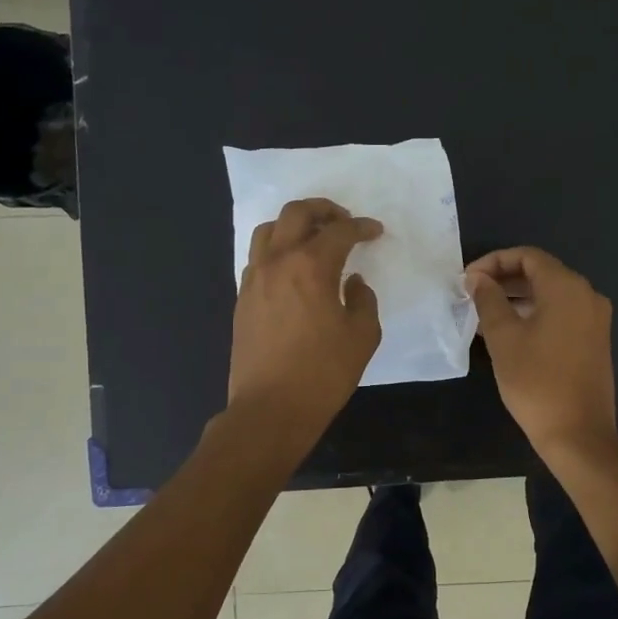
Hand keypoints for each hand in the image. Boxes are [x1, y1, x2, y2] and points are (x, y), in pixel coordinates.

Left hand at [228, 199, 382, 440]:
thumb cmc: (323, 373)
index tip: (375, 232)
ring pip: (269, 230)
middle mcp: (278, 262)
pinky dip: (277, 250)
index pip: (338, 231)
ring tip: (313, 240)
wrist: (270, 408)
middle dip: (323, 209)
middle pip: (296, 213)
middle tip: (343, 222)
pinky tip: (293, 269)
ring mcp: (254, 278)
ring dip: (294, 225)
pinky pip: (258, 257)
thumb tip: (353, 283)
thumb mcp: (362, 336)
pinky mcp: (243, 298)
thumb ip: (363, 300)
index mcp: (311, 266)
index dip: (361, 227)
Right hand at [467, 247, 617, 458]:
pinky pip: (562, 314)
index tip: (468, 280)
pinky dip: (535, 314)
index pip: (528, 256)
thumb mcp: (503, 338)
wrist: (578, 434)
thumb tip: (478, 278)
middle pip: (541, 273)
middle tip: (472, 295)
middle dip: (504, 279)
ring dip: (518, 298)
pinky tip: (509, 332)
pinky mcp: (595, 340)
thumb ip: (488, 300)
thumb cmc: (536, 382)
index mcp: (567, 288)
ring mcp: (595, 319)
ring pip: (551, 295)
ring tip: (484, 315)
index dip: (494, 261)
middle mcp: (587, 295)